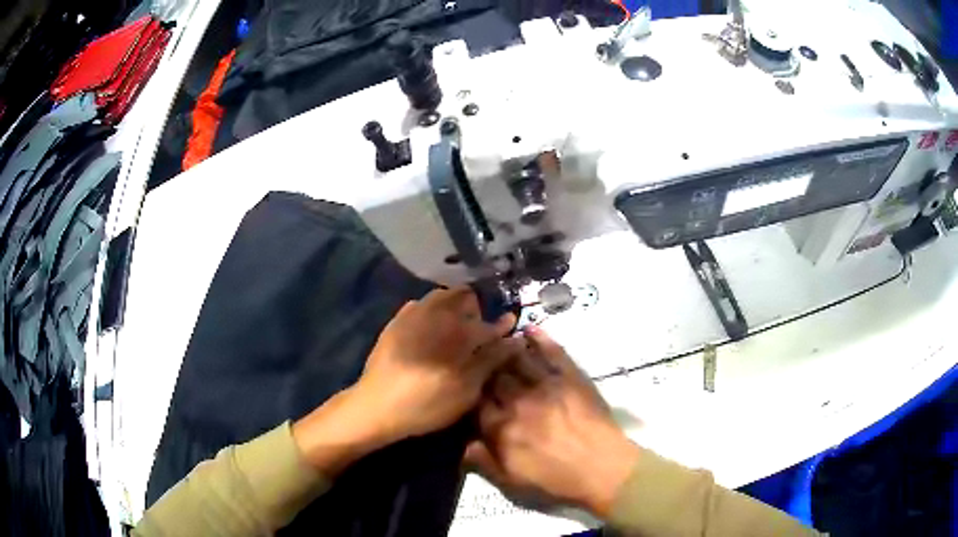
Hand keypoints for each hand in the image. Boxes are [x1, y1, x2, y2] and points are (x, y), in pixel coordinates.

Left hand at [294, 287, 519, 475]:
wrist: (377, 406)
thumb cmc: (427, 403)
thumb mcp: (466, 389)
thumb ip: (491, 361)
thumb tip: (514, 340)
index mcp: (458, 331)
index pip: (489, 323)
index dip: (502, 326)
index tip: (510, 326)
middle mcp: (437, 314)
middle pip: (464, 296)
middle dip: (475, 309)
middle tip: (477, 331)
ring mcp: (412, 315)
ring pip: (441, 296)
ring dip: (453, 306)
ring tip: (455, 328)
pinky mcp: (395, 322)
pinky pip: (420, 305)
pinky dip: (431, 312)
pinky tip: (430, 331)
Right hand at [465, 327, 639, 517]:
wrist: (602, 469)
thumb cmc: (557, 480)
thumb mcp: (513, 482)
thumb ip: (484, 462)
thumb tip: (464, 444)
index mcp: (501, 428)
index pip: (476, 402)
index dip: (471, 395)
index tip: (470, 390)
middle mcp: (518, 401)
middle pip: (494, 377)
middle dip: (485, 369)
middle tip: (482, 362)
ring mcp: (545, 385)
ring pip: (518, 360)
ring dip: (506, 350)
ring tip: (499, 342)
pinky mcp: (571, 377)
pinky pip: (552, 352)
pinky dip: (540, 338)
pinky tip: (530, 329)